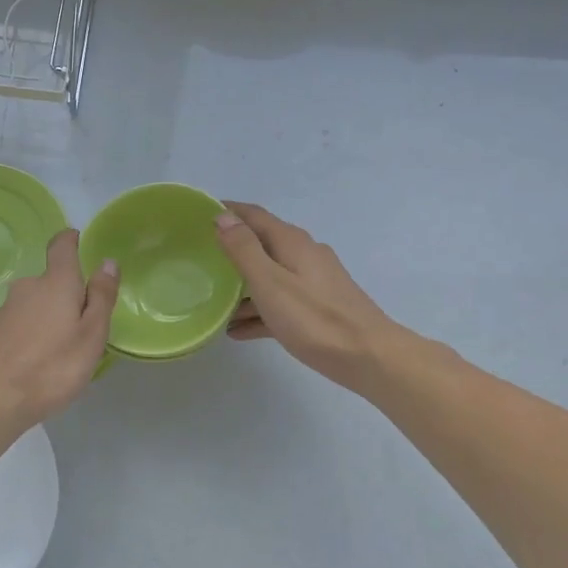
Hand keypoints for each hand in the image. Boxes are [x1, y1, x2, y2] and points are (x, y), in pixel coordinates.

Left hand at [0, 229, 118, 422]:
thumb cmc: (53, 366)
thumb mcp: (91, 334)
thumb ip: (102, 296)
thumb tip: (107, 262)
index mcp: (56, 282)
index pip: (62, 246)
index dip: (71, 240)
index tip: (80, 242)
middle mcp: (28, 287)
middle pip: (51, 279)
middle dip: (68, 292)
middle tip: (86, 321)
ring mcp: (8, 309)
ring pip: (37, 302)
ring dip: (51, 314)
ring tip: (65, 345)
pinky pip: (24, 321)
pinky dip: (36, 331)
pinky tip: (42, 358)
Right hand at [215, 203, 404, 391]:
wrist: (369, 357)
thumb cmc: (314, 319)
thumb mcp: (270, 283)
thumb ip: (244, 249)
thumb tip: (223, 217)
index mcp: (291, 242)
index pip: (253, 215)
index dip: (227, 211)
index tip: (198, 213)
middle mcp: (304, 254)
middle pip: (261, 244)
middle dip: (231, 249)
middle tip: (200, 258)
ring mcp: (314, 281)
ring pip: (270, 275)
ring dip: (242, 285)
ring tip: (213, 301)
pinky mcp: (318, 306)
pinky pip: (281, 301)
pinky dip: (259, 310)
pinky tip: (238, 331)